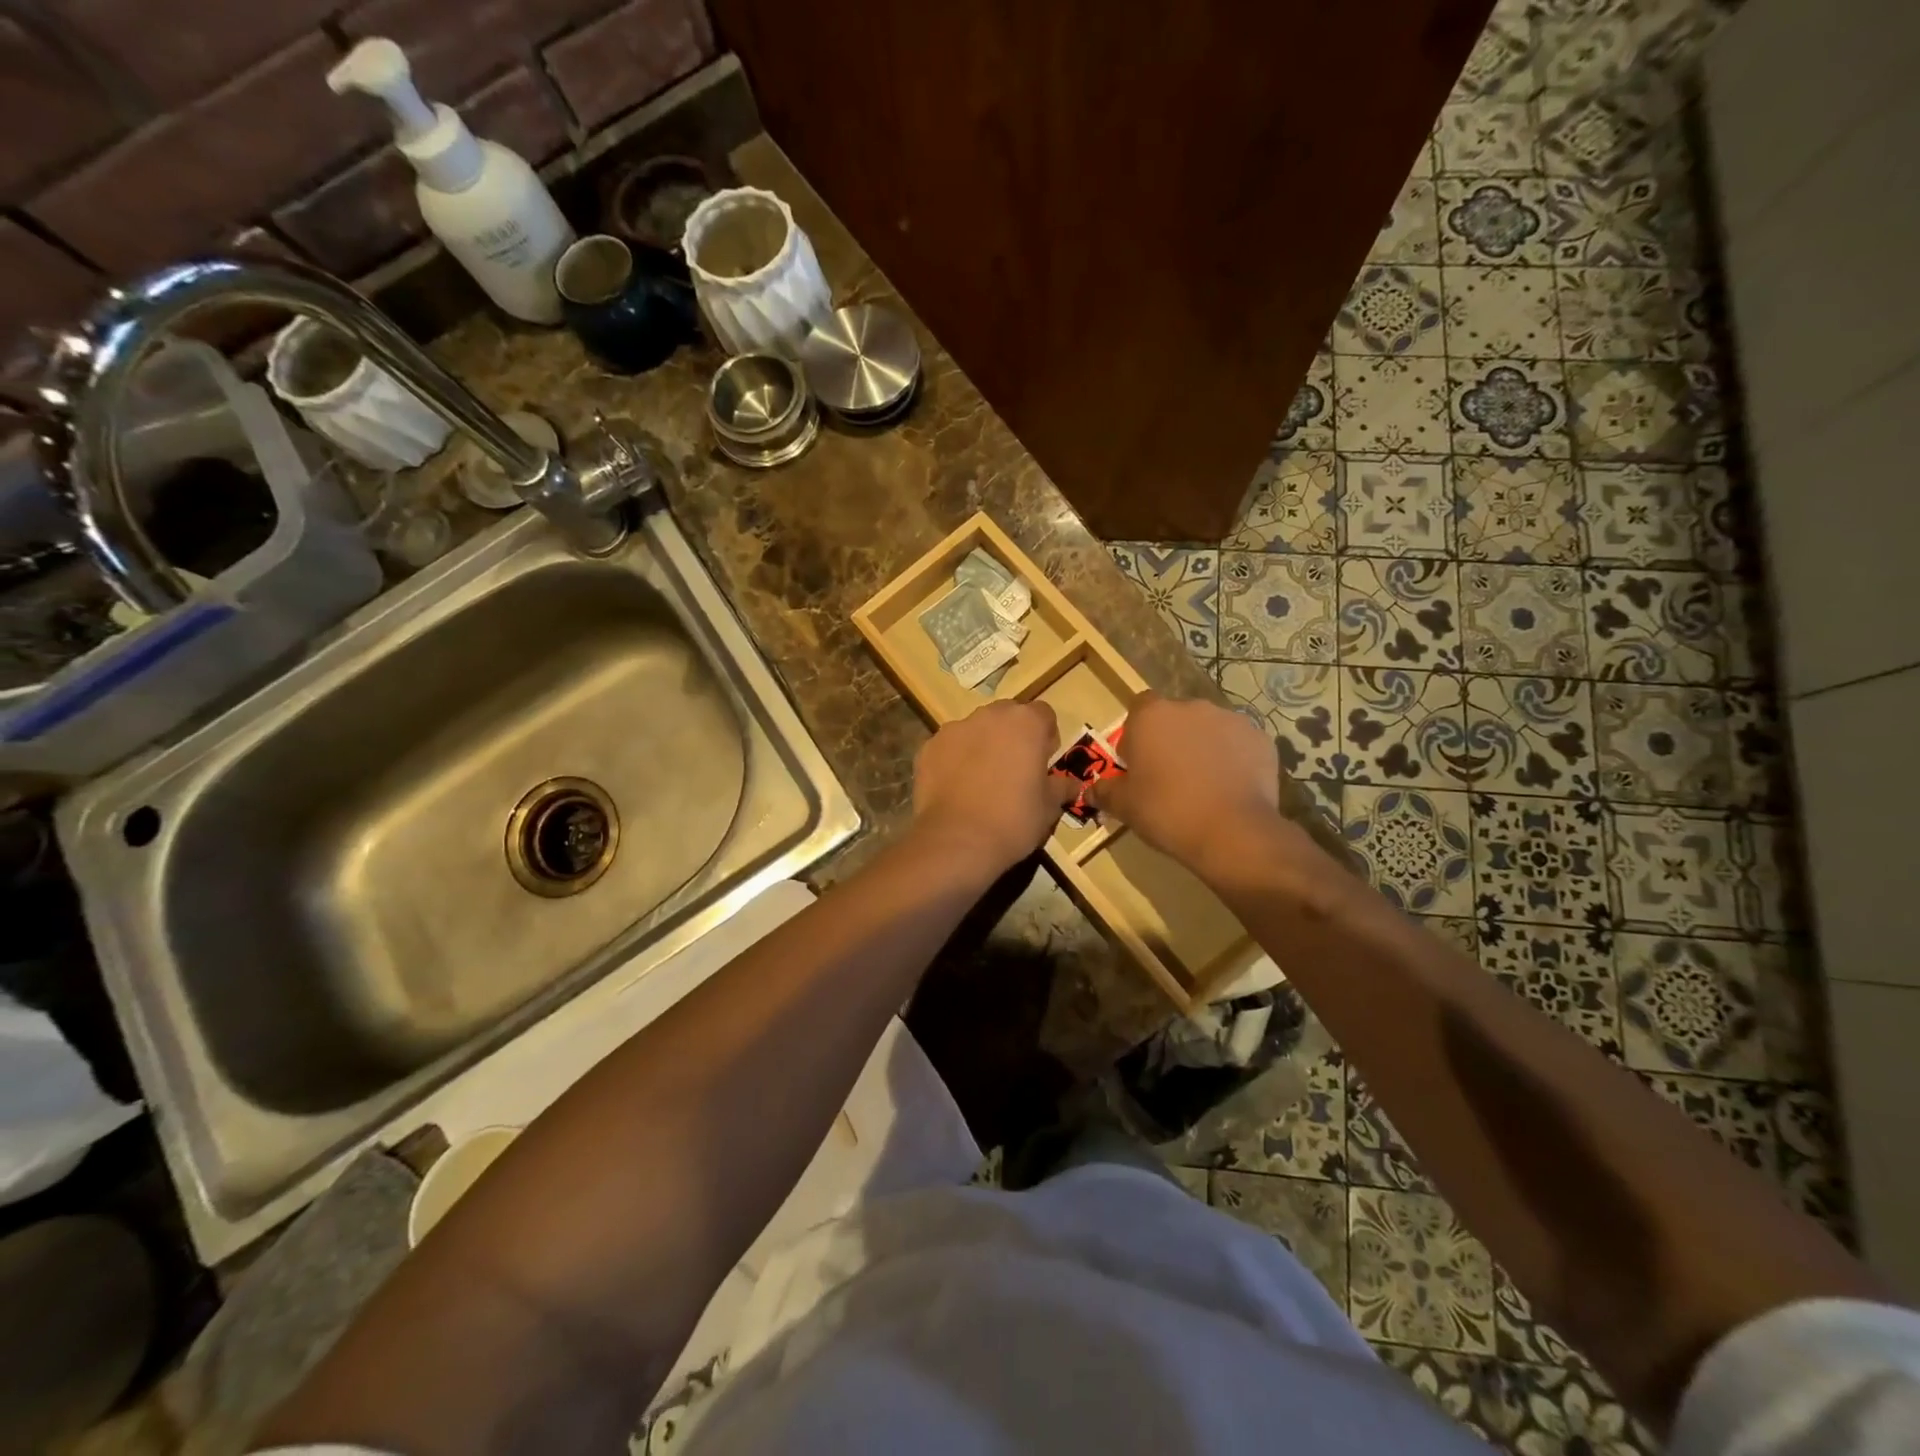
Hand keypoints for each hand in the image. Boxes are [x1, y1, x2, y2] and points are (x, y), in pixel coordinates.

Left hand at [912, 701, 1075, 873]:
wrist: (957, 841)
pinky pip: (949, 748)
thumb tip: (1073, 785)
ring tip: (981, 782)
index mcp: (1025, 723)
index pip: (1044, 714)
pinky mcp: (928, 748)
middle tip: (1014, 770)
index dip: (1046, 737)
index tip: (1043, 762)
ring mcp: (954, 729)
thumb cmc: (1014, 820)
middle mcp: (989, 716)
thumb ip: (1061, 787)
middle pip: (1007, 716)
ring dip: (982, 746)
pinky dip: (954, 760)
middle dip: (1013, 736)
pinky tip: (957, 789)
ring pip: (975, 730)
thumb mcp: (1048, 807)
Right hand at [1088, 694, 1293, 885]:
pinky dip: (1233, 759)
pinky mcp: (1261, 739)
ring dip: (1202, 747)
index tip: (1138, 763)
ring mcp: (1230, 720)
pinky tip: (1230, 788)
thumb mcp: (1124, 806)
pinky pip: (1238, 744)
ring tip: (1203, 785)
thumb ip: (1105, 792)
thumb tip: (1092, 791)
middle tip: (1168, 777)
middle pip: (1174, 718)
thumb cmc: (1166, 811)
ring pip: (1208, 729)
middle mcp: (1191, 707)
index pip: (1138, 708)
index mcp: (1152, 715)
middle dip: (1170, 740)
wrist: (1232, 832)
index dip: (1136, 734)